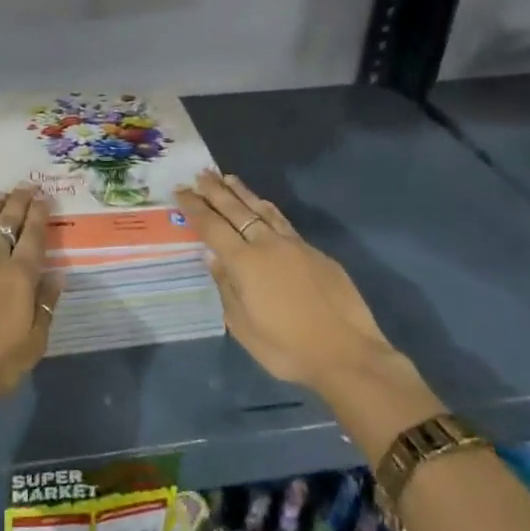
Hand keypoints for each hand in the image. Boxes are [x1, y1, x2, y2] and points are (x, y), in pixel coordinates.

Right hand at [174, 170, 395, 388]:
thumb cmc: (287, 348)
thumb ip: (226, 287)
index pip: (212, 226)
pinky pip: (284, 223)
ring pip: (263, 210)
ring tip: (229, 178)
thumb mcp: (243, 326)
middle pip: (236, 210)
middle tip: (201, 173)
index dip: (195, 207)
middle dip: (216, 191)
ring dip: (243, 193)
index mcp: (245, 262)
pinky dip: (268, 210)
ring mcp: (295, 246)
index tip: (181, 190)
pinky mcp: (317, 254)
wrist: (348, 356)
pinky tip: (265, 206)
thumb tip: (213, 257)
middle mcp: (268, 245)